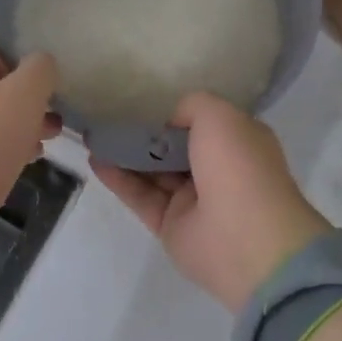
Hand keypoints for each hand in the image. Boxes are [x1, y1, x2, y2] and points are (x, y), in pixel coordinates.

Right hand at [93, 93, 330, 312]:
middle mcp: (219, 170)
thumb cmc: (238, 166)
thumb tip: (171, 121)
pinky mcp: (171, 226)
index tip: (145, 101)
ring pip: (155, 172)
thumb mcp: (218, 114)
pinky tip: (95, 159)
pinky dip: (118, 178)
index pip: (204, 122)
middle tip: (111, 117)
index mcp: (239, 142)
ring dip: (126, 154)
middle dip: (146, 133)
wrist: (246, 239)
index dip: (176, 113)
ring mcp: (195, 201)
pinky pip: (141, 197)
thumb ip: (192, 106)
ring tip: (95, 136)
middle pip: (175, 147)